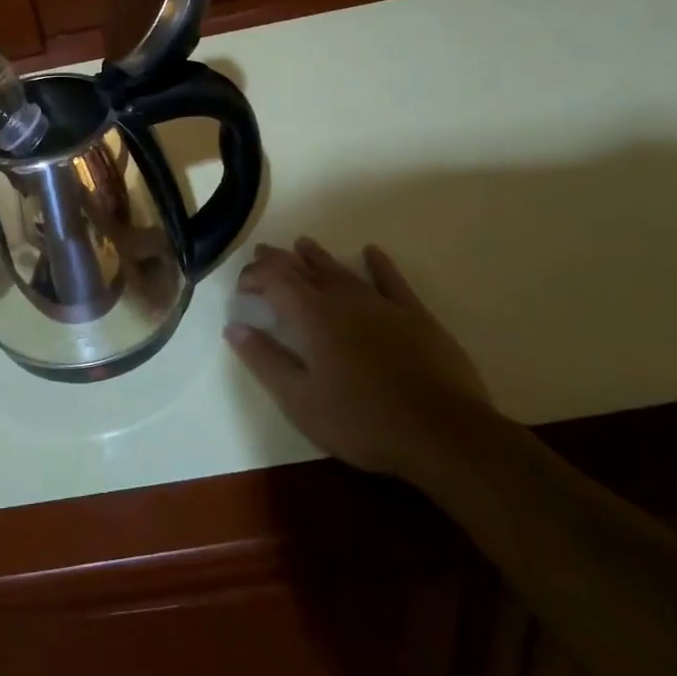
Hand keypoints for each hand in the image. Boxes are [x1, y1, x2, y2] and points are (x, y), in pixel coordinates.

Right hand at [226, 239, 493, 476]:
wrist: (442, 432)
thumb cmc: (361, 420)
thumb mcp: (300, 400)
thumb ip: (265, 360)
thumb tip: (234, 327)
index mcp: (311, 317)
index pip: (275, 281)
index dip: (255, 276)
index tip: (242, 285)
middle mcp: (343, 300)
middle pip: (304, 270)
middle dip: (280, 260)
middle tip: (263, 252)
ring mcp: (381, 305)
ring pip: (342, 271)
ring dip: (319, 257)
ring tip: (303, 243)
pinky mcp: (415, 316)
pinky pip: (392, 281)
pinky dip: (379, 264)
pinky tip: (371, 252)